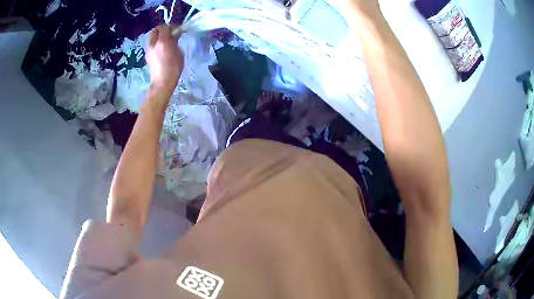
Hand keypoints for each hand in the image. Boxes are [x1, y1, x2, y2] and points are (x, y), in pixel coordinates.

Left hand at [146, 25, 183, 95]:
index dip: (171, 26)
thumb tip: (174, 36)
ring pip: (152, 38)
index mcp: (162, 41)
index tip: (176, 30)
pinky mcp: (147, 56)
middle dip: (162, 29)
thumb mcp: (179, 52)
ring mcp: (149, 50)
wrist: (162, 82)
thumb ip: (175, 42)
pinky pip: (151, 45)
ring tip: (165, 42)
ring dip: (158, 37)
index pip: (164, 27)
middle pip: (155, 30)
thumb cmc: (174, 68)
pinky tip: (161, 50)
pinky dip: (156, 44)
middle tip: (169, 33)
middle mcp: (153, 44)